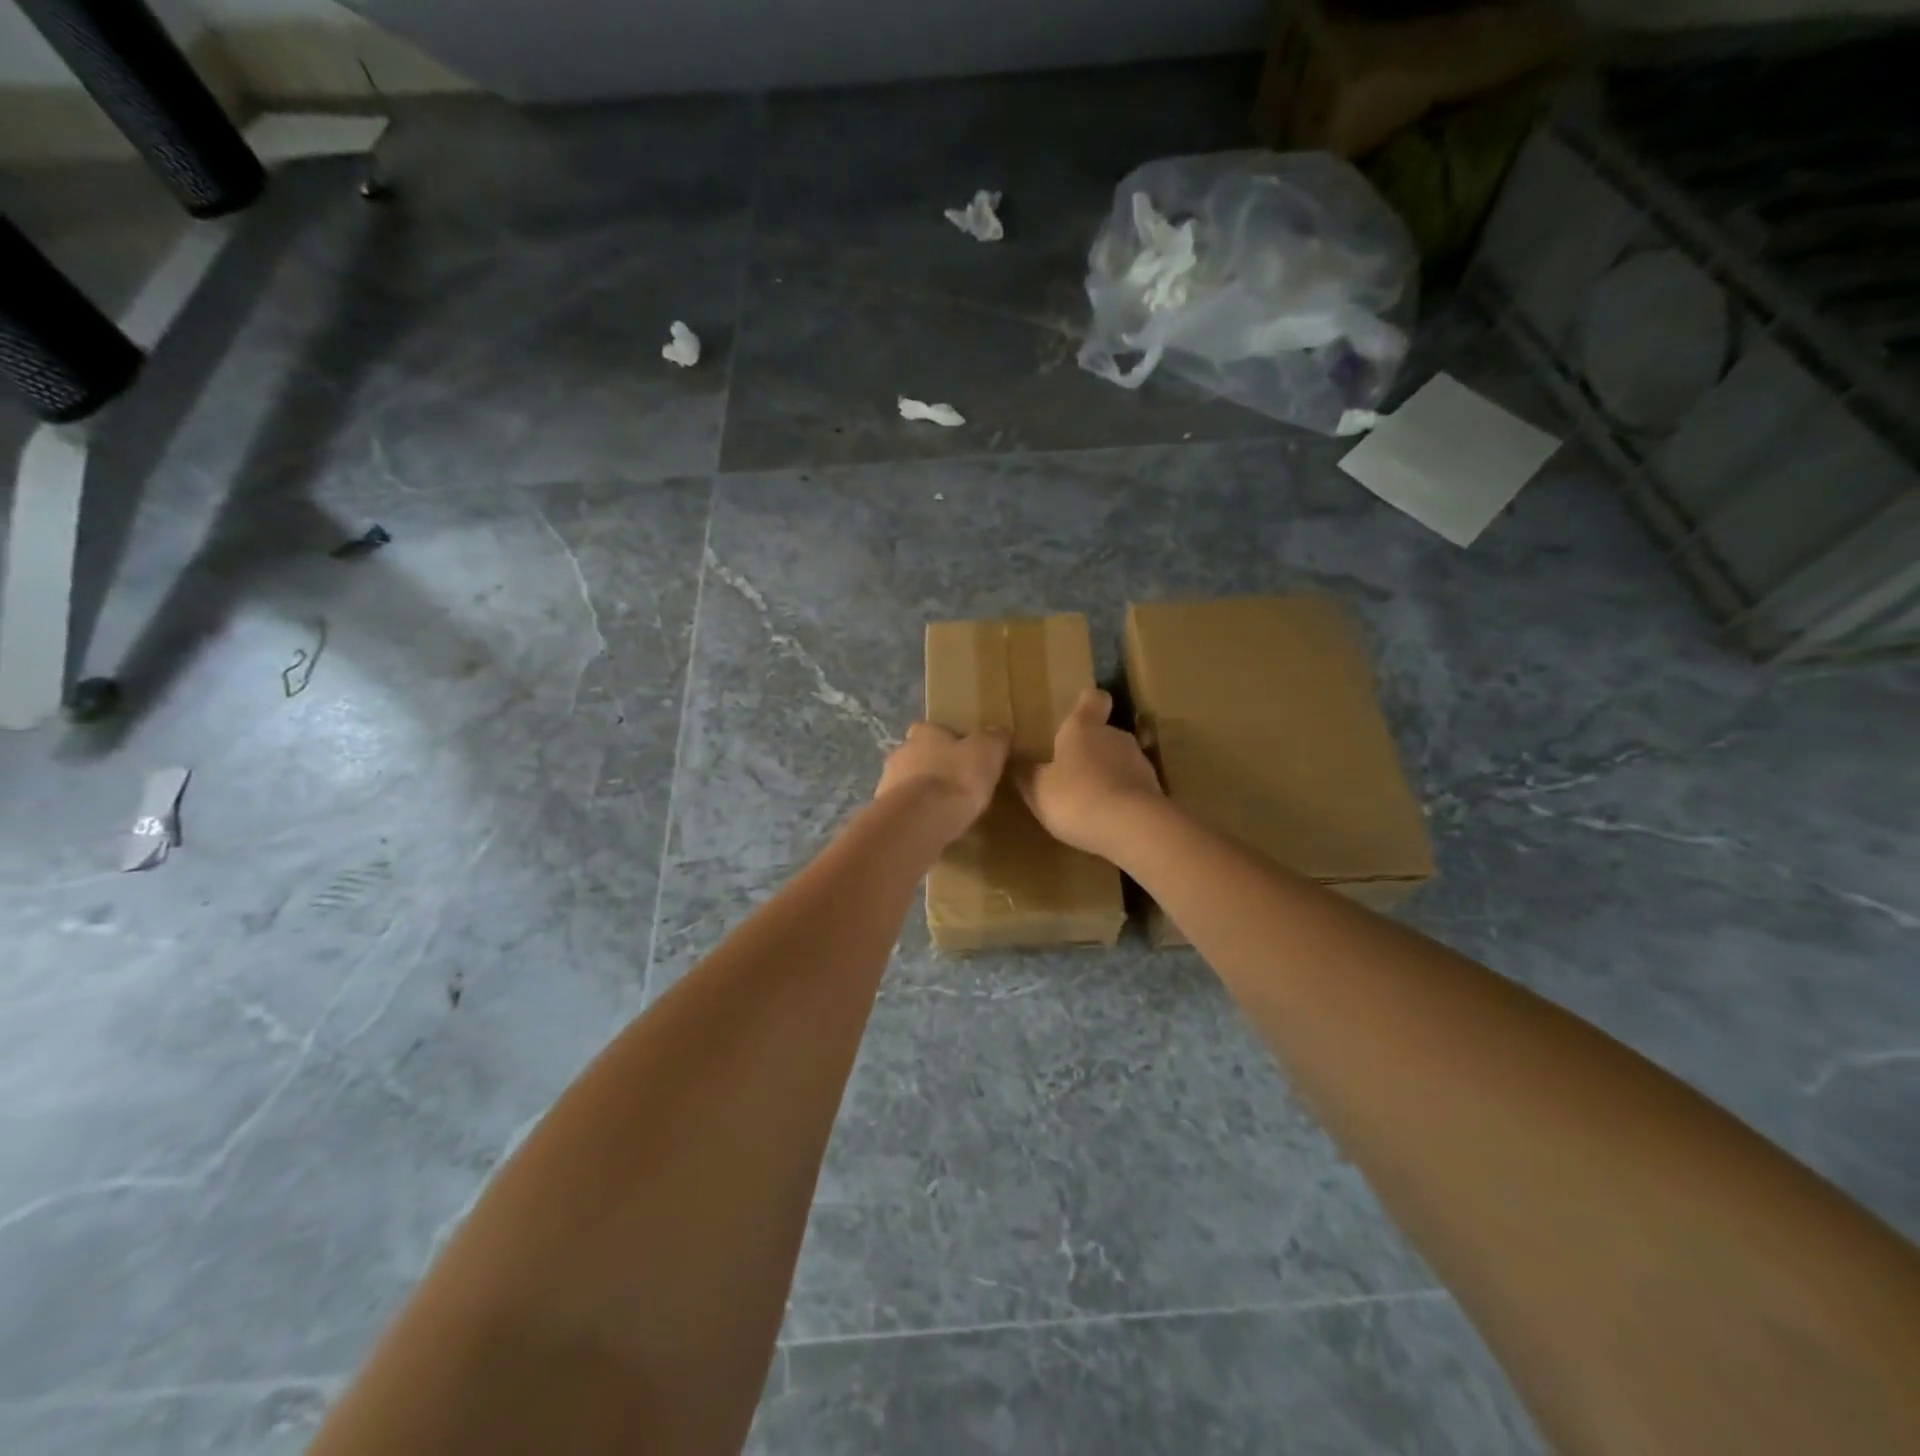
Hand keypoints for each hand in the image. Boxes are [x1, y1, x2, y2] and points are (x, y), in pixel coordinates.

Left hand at [875, 722, 1011, 845]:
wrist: (920, 820)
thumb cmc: (956, 778)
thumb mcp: (988, 752)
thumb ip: (994, 739)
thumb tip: (999, 732)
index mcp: (924, 732)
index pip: (935, 729)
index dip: (951, 742)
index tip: (967, 757)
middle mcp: (901, 751)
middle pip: (920, 755)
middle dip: (936, 767)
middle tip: (959, 784)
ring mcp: (887, 782)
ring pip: (910, 783)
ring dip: (925, 792)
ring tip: (948, 809)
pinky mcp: (886, 811)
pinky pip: (907, 809)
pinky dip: (918, 815)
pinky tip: (934, 826)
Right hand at [1014, 688, 1165, 859]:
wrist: (1134, 827)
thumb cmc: (1077, 797)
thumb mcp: (1038, 790)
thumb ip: (1029, 775)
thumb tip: (1019, 763)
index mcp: (1083, 728)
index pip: (1092, 700)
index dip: (1087, 704)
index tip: (1079, 713)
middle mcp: (1115, 736)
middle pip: (1105, 734)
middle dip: (1091, 750)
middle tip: (1072, 774)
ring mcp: (1140, 763)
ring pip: (1120, 762)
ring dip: (1108, 776)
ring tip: (1090, 803)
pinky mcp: (1155, 791)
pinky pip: (1133, 789)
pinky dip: (1122, 799)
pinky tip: (1109, 821)